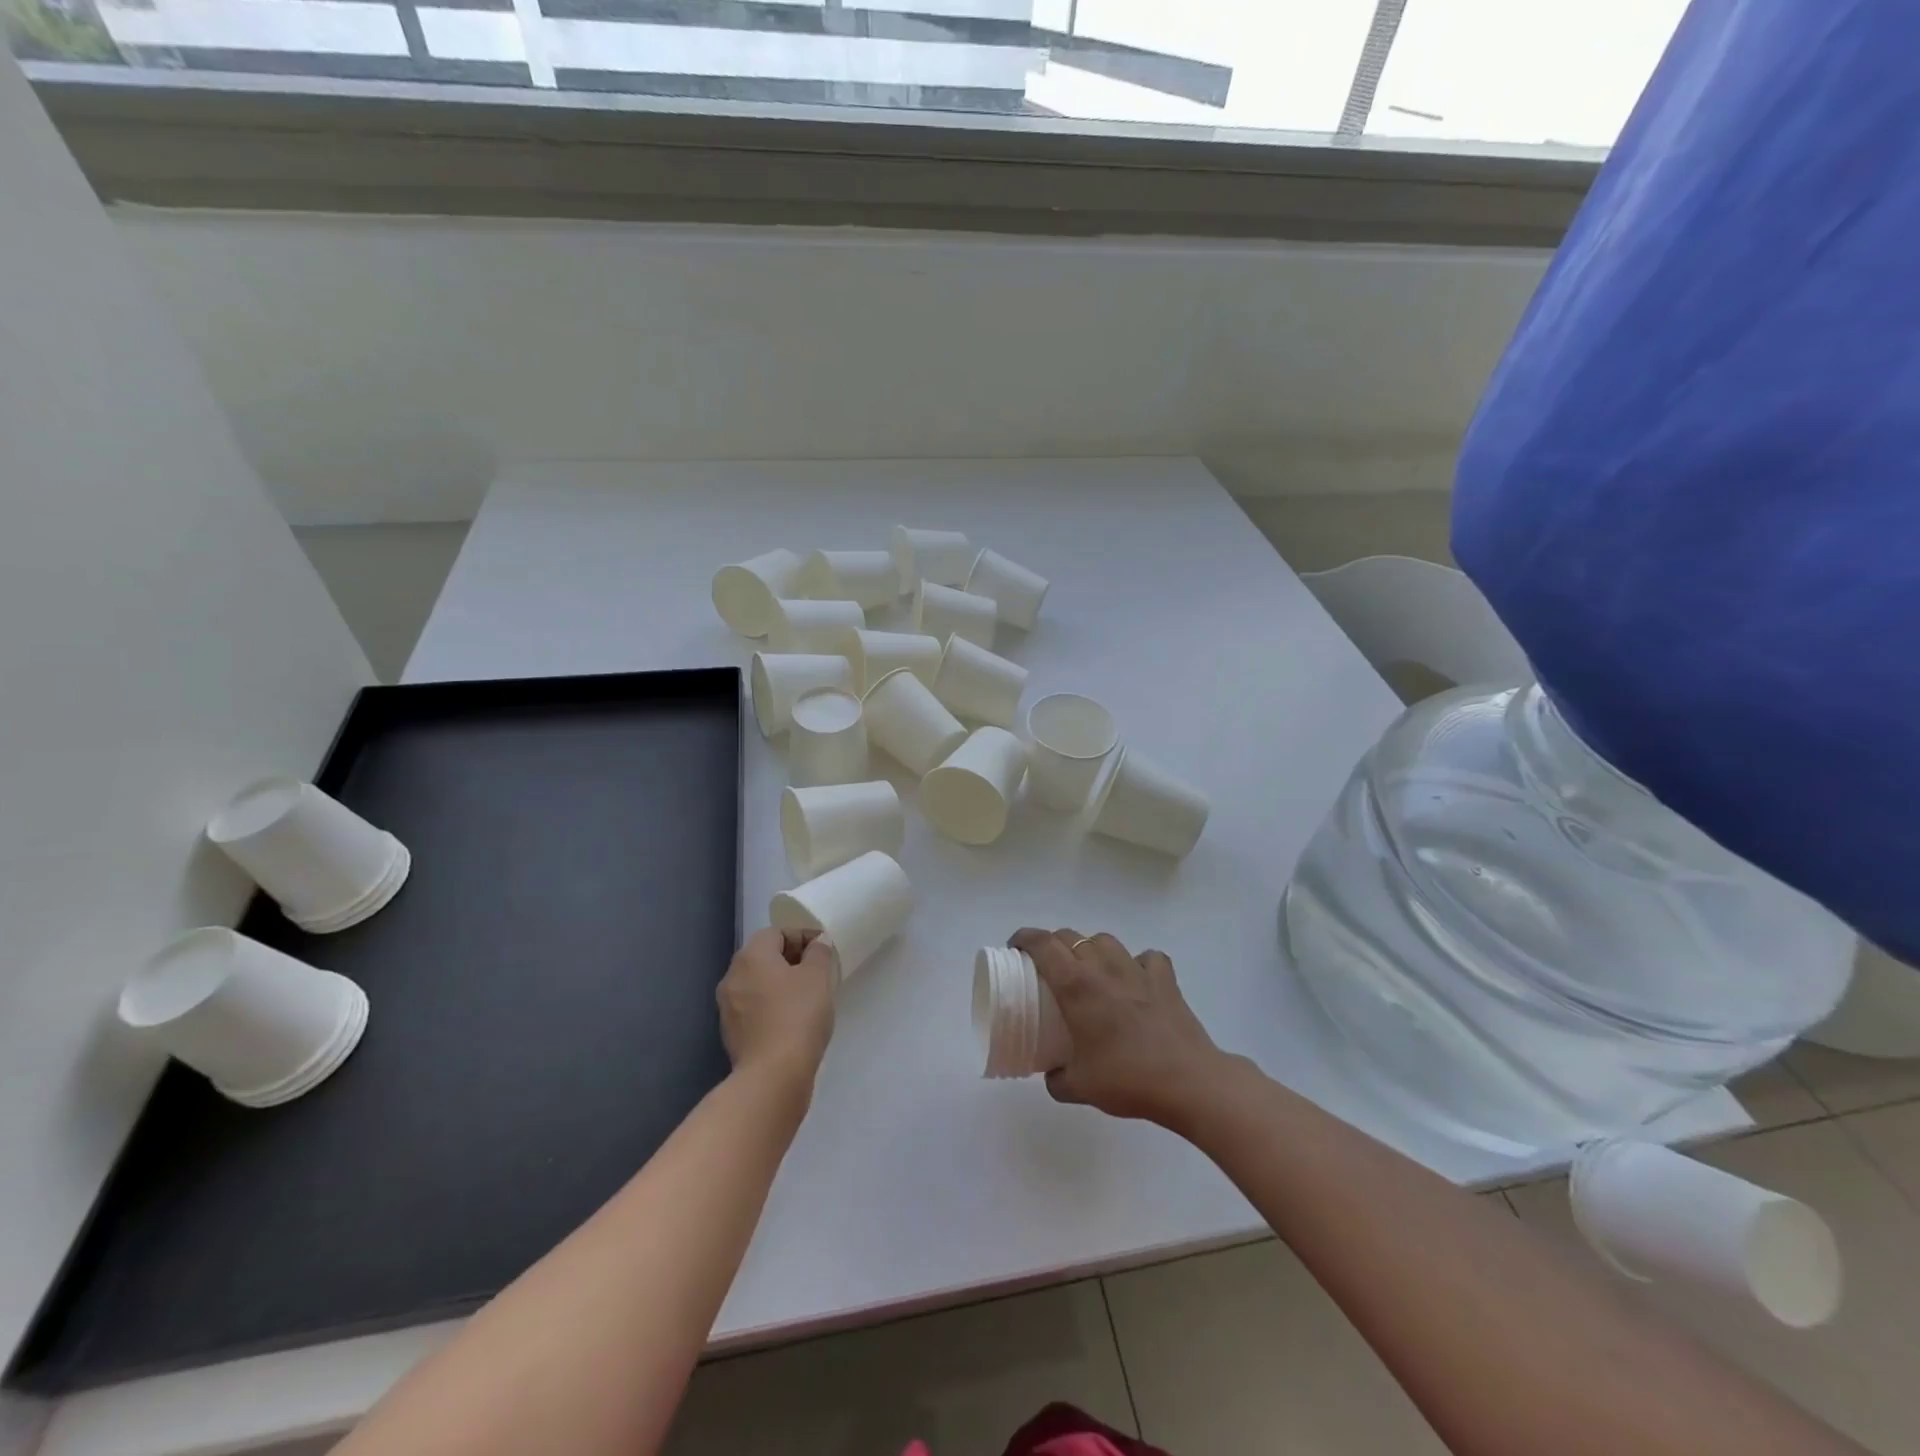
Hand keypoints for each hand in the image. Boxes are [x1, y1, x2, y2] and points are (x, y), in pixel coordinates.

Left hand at [717, 928, 835, 1090]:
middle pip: (764, 957)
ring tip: (809, 997)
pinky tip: (794, 1020)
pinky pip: (755, 1009)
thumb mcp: (818, 977)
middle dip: (792, 960)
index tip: (824, 951)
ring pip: (758, 984)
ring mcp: (728, 1008)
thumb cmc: (798, 1016)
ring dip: (781, 984)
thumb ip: (819, 953)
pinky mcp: (732, 1034)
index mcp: (750, 957)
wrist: (773, 1076)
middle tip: (819, 972)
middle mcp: (732, 977)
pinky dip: (772, 1007)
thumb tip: (816, 945)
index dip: (802, 936)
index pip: (776, 933)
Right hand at [1011, 928, 1227, 1128]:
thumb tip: (1052, 1073)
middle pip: (1070, 936)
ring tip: (1089, 972)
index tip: (1015, 948)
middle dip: (1052, 945)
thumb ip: (1057, 1078)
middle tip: (1047, 968)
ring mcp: (1137, 969)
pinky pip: (1146, 958)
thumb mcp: (1078, 1087)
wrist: (1187, 1082)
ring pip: (1105, 940)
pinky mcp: (1165, 980)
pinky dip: (1136, 963)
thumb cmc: (1127, 1079)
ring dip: (1091, 949)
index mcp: (1076, 985)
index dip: (1024, 938)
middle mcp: (1103, 967)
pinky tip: (1134, 980)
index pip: (1042, 944)